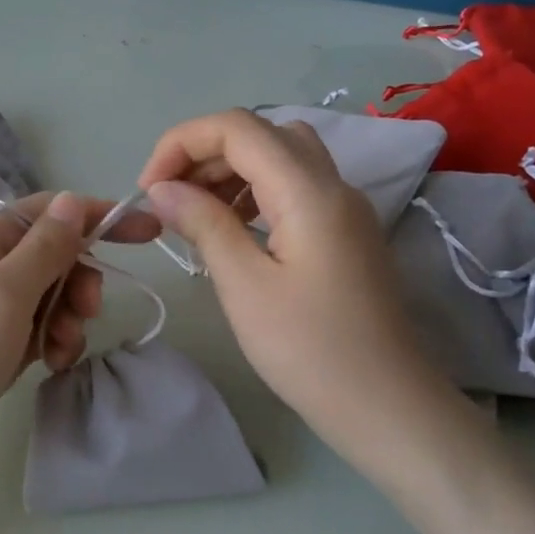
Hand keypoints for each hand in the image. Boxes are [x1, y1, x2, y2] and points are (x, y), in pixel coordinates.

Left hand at [0, 191, 158, 507]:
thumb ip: (44, 248)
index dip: (96, 217)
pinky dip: (52, 344)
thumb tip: (72, 201)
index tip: (147, 232)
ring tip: (62, 348)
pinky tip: (53, 365)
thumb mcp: (3, 292)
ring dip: (67, 318)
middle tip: (87, 309)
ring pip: (48, 299)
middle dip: (78, 279)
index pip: (48, 214)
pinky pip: (36, 334)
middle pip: (51, 257)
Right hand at [138, 109, 458, 475]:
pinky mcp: (344, 233)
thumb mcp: (244, 286)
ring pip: (280, 158)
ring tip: (194, 213)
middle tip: (167, 200)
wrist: (385, 405)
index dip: (182, 143)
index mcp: (309, 191)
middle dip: (204, 154)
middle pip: (261, 134)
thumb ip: (203, 224)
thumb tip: (161, 189)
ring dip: (229, 172)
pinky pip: (294, 188)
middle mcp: (333, 185)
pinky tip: (231, 230)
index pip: (238, 128)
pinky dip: (253, 193)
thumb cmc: (309, 349)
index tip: (148, 188)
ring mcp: (344, 208)